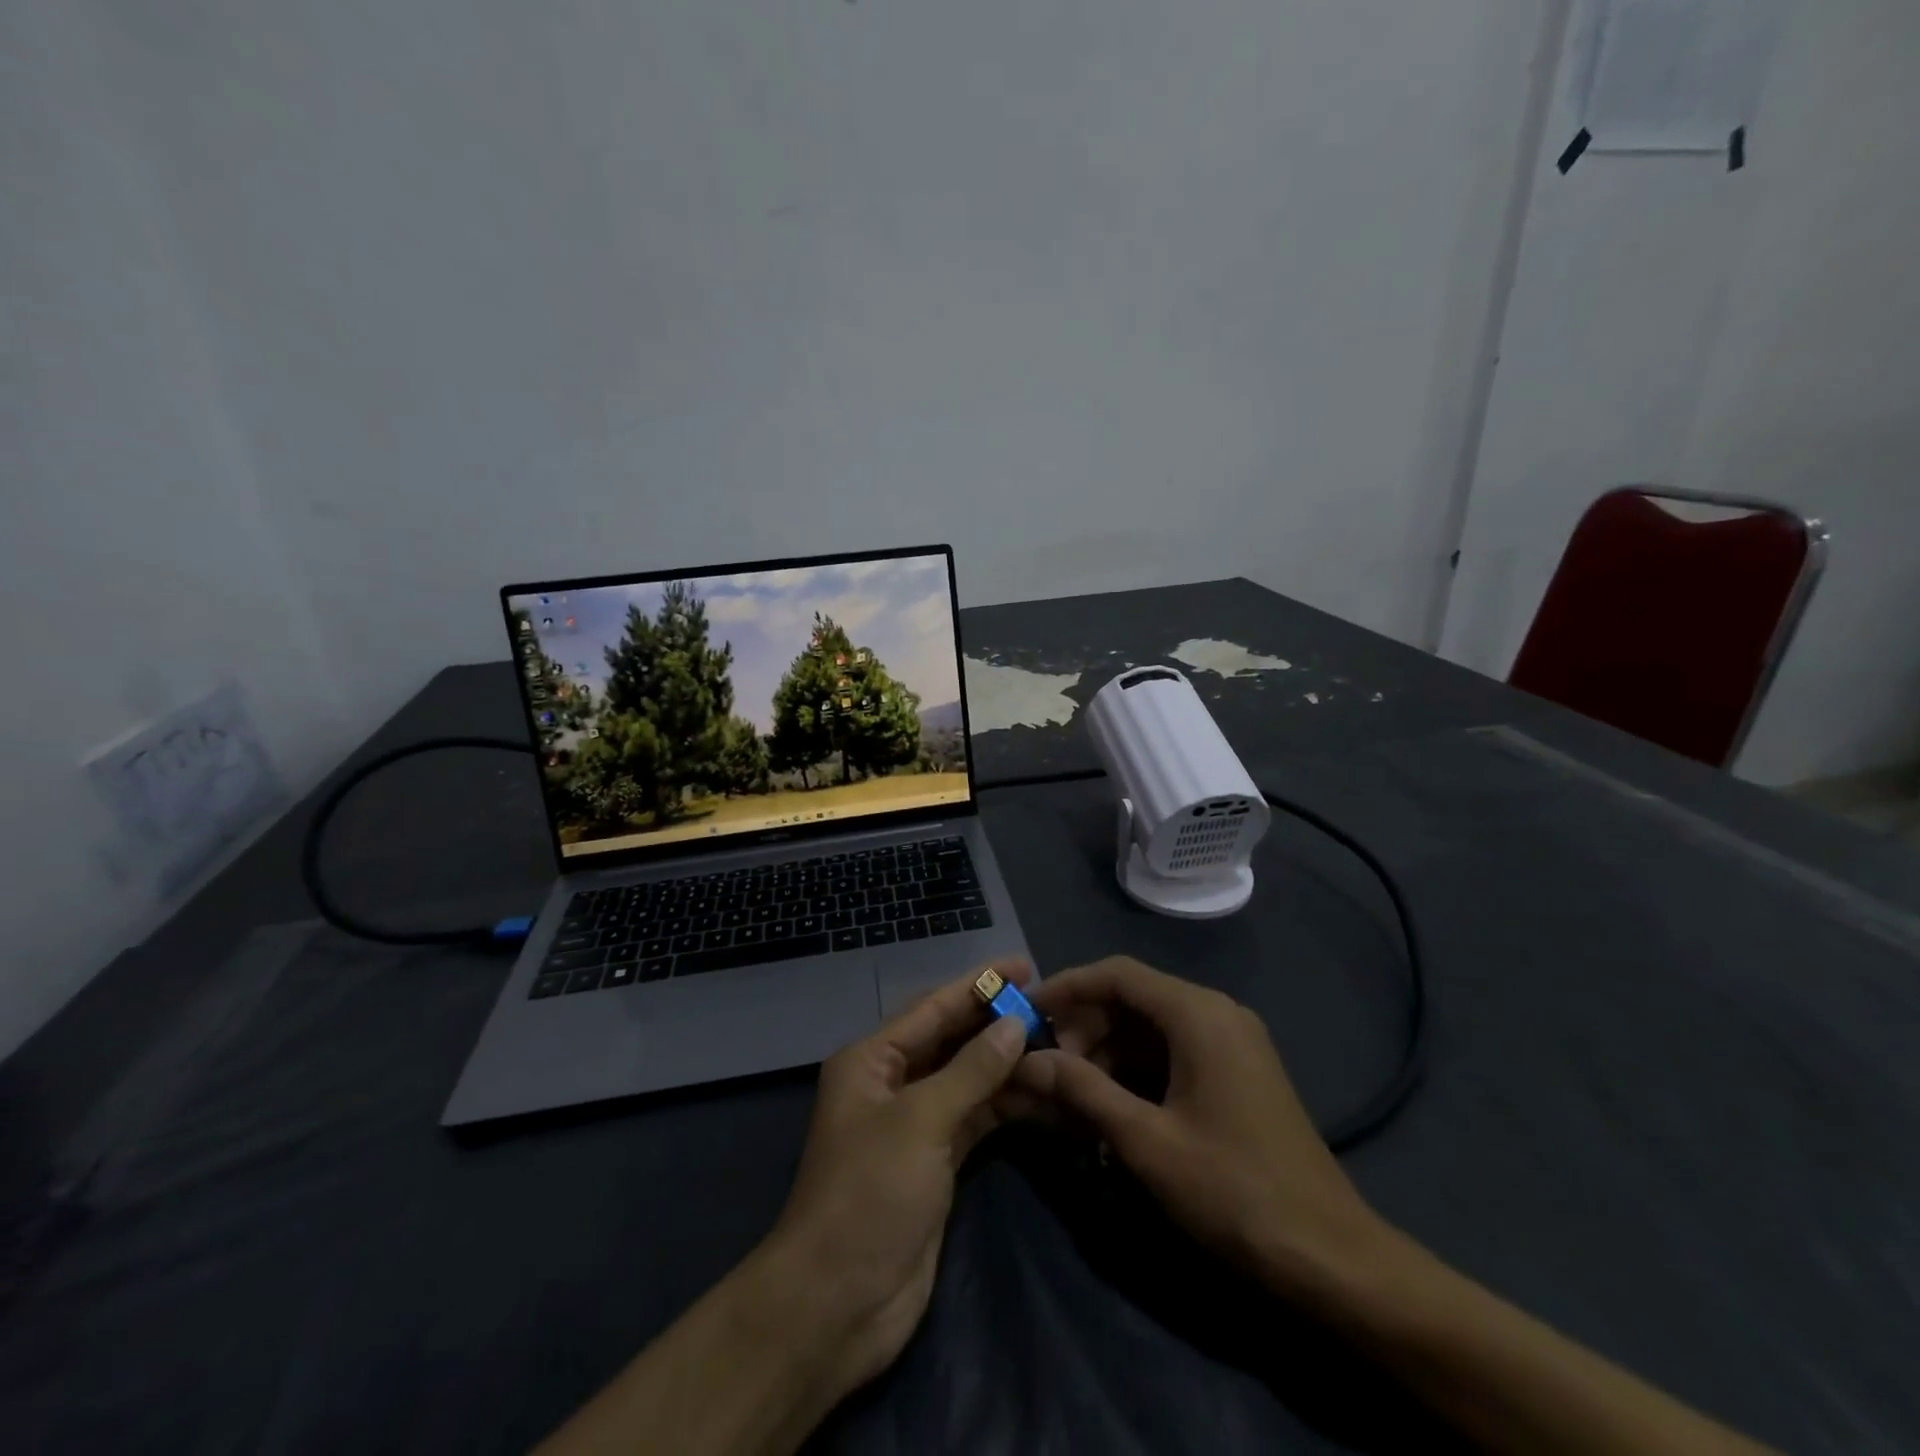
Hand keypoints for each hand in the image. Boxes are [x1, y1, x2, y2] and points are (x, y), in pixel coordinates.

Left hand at [758, 962, 1032, 1400]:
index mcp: (872, 1059)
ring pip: (968, 1079)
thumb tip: (1015, 1024)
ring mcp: (915, 1124)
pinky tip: (1044, 1093)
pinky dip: (1006, 1105)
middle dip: (997, 1022)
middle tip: (1051, 1004)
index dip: (979, 984)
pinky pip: (976, 1118)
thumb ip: (971, 1070)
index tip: (1024, 965)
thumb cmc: (869, 1193)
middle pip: (952, 1040)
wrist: (837, 1303)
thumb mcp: (920, 1121)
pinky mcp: (936, 1161)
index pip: (933, 1007)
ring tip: (1060, 1045)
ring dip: (1008, 1064)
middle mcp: (892, 1082)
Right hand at [1013, 956, 1389, 1296]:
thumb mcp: (1146, 1141)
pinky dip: (1137, 1070)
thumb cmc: (1233, 1189)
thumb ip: (1082, 1090)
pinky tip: (1112, 1106)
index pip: (1117, 974)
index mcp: (1197, 1013)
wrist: (1330, 1256)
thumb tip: (1027, 1061)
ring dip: (1108, 1051)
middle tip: (1049, 1067)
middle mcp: (1216, 1012)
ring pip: (1151, 1027)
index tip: (1026, 1012)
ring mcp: (1231, 1042)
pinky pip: (1173, 1051)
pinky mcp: (1237, 1071)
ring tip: (1073, 1093)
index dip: (1067, 987)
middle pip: (1133, 998)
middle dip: (1085, 1026)